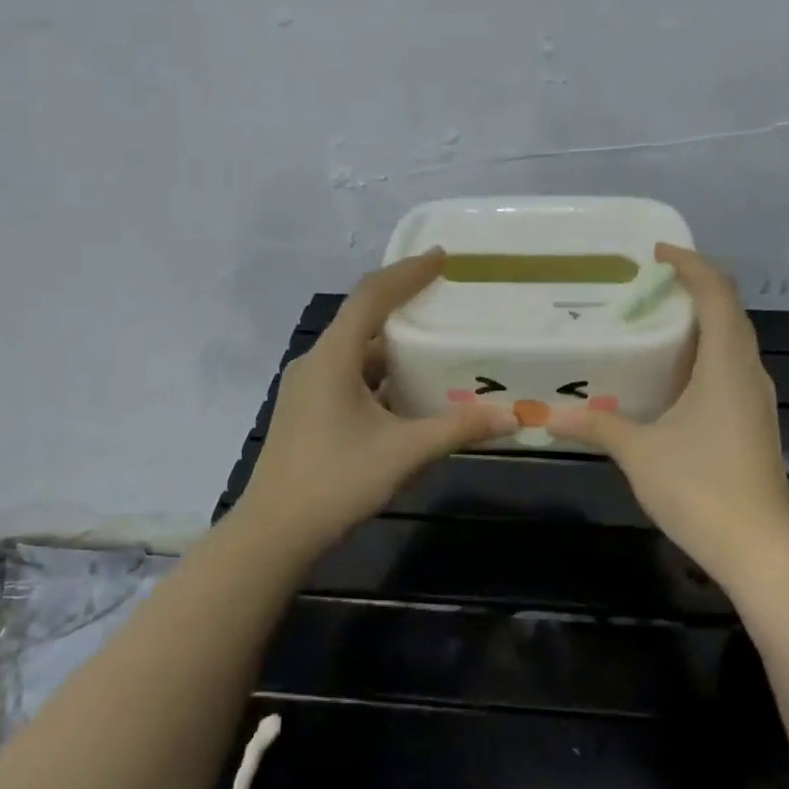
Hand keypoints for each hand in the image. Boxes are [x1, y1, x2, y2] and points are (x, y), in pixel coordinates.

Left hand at [235, 249, 516, 553]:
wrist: (275, 532)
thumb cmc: (337, 481)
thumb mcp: (405, 452)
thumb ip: (459, 430)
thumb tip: (513, 417)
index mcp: (333, 358)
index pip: (371, 297)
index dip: (407, 272)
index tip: (441, 257)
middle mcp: (316, 363)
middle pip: (362, 319)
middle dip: (403, 305)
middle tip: (444, 297)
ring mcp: (306, 389)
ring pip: (355, 353)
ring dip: (392, 346)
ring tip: (434, 344)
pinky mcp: (306, 412)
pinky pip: (347, 377)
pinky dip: (379, 375)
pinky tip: (407, 392)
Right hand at [548, 245, 788, 582]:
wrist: (758, 548)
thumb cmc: (700, 488)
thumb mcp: (639, 453)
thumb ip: (596, 426)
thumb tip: (549, 416)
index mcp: (726, 364)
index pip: (717, 293)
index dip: (691, 264)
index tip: (656, 253)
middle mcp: (748, 372)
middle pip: (729, 312)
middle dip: (693, 290)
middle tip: (647, 287)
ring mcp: (756, 400)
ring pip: (733, 343)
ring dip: (701, 324)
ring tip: (656, 323)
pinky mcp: (754, 424)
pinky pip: (730, 371)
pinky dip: (705, 357)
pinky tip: (672, 378)